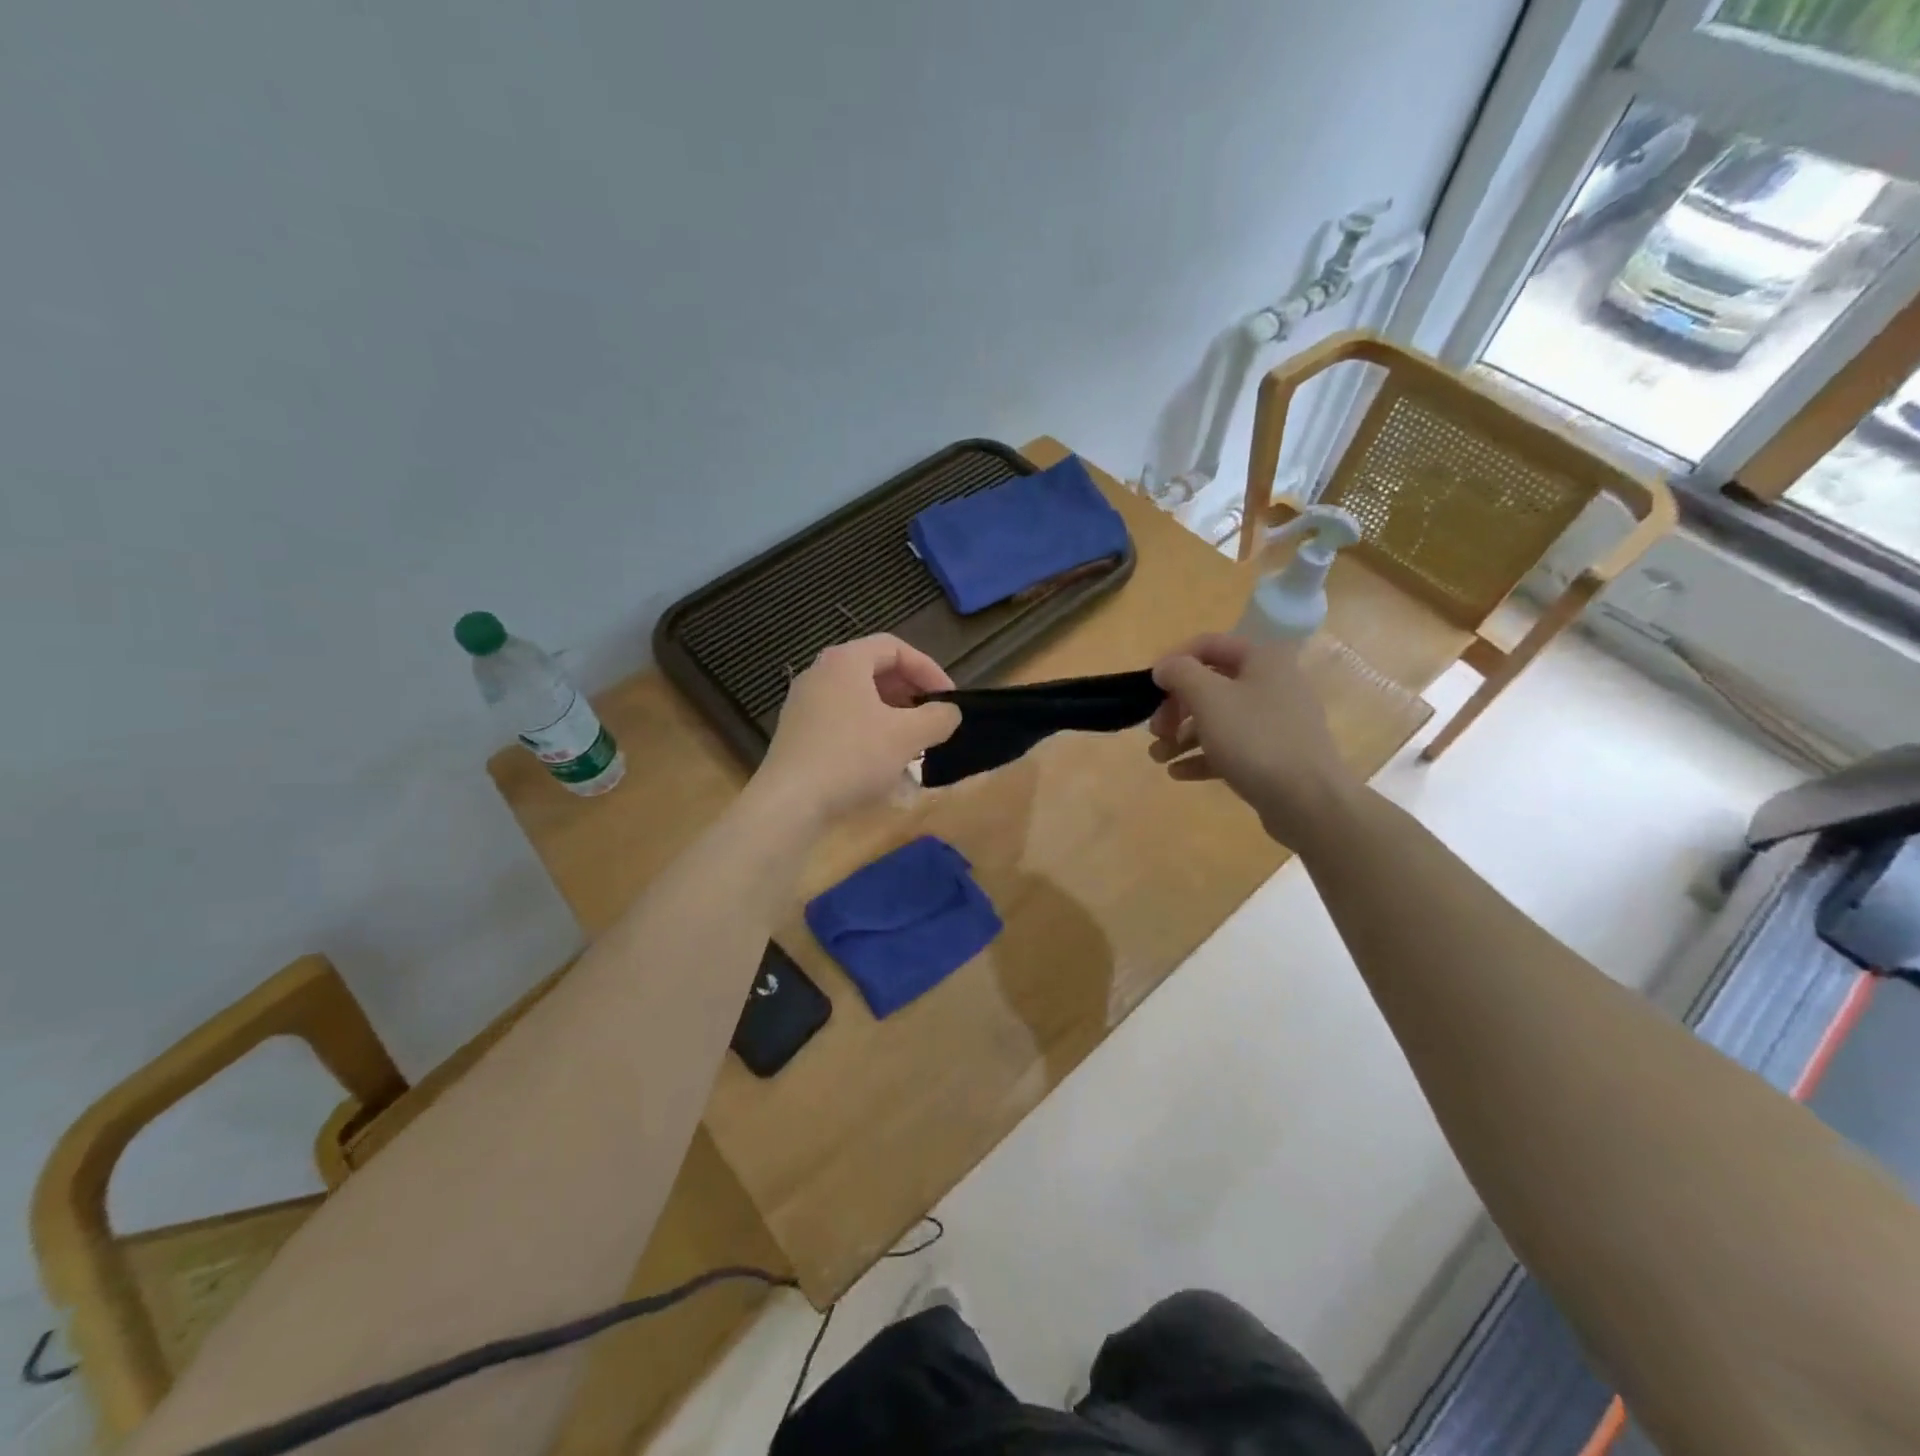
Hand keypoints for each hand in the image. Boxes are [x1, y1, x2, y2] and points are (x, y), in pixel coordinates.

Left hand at [757, 635, 961, 822]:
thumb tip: (950, 712)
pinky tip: (882, 763)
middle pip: (875, 670)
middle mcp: (820, 673)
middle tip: (932, 717)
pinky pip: (842, 721)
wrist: (790, 802)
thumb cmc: (853, 757)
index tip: (948, 698)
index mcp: (845, 661)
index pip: (895, 648)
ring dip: (891, 715)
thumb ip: (938, 718)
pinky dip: (868, 732)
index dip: (928, 669)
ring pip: (859, 698)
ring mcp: (804, 704)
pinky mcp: (798, 733)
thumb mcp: (907, 736)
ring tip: (912, 741)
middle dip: (910, 693)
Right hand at [1148, 633, 1358, 846]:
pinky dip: (1202, 756)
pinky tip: (1178, 773)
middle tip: (1155, 730)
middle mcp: (1271, 684)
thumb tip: (1165, 666)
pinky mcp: (1273, 755)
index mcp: (1262, 659)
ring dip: (1181, 736)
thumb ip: (1180, 674)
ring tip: (1158, 757)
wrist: (1308, 801)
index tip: (1149, 687)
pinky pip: (1230, 748)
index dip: (1174, 661)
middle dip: (1175, 707)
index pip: (1208, 645)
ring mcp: (1274, 722)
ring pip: (1217, 720)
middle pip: (1210, 686)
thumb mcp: (1209, 698)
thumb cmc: (1255, 739)